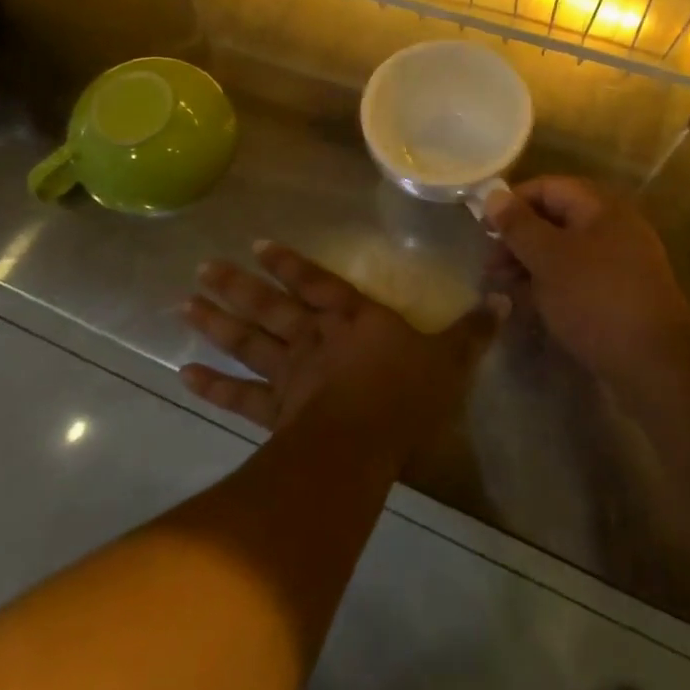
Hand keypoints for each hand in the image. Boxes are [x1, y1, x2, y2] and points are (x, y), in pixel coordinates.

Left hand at [182, 242, 496, 450]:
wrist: (365, 443)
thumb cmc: (406, 394)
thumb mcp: (451, 358)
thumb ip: (474, 330)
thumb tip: (505, 298)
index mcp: (354, 318)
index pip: (318, 283)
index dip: (290, 264)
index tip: (257, 246)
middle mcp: (315, 337)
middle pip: (271, 306)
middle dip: (237, 286)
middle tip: (202, 268)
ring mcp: (290, 372)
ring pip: (248, 341)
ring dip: (216, 322)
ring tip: (183, 303)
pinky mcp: (275, 410)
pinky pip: (238, 395)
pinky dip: (211, 384)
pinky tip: (183, 372)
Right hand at [482, 176, 689, 393]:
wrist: (653, 366)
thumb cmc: (595, 300)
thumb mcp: (549, 258)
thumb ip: (518, 225)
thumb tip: (493, 194)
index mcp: (602, 208)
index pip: (549, 187)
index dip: (514, 202)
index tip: (484, 227)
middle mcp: (614, 228)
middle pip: (556, 220)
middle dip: (518, 239)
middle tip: (489, 266)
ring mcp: (620, 264)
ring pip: (564, 253)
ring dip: (529, 265)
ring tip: (500, 289)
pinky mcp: (619, 296)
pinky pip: (577, 279)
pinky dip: (550, 286)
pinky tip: (527, 306)